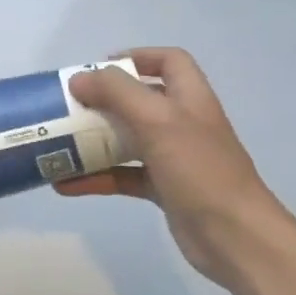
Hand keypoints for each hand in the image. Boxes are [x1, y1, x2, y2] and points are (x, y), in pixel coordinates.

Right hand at [55, 48, 295, 289]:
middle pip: (139, 100)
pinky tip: (66, 184)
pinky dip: (96, 178)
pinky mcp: (164, 189)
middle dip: (102, 102)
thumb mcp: (158, 120)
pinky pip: (123, 176)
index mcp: (189, 99)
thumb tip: (79, 79)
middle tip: (67, 107)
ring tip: (58, 144)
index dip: (136, 57)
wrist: (236, 237)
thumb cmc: (200, 170)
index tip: (98, 69)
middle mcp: (182, 124)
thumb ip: (117, 93)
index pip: (169, 61)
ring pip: (127, 139)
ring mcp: (174, 158)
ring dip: (93, 141)